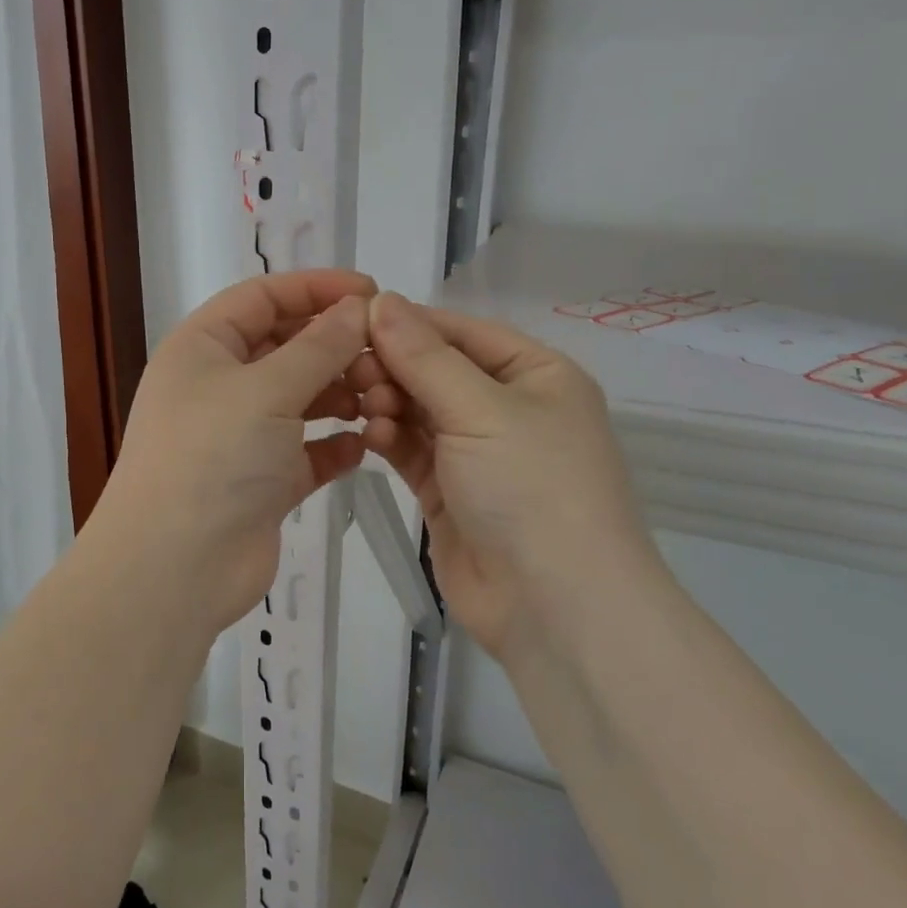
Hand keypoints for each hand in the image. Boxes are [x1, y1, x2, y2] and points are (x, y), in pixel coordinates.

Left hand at [88, 271, 395, 637]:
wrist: (173, 568)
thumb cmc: (212, 458)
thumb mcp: (266, 390)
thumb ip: (318, 347)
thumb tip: (357, 309)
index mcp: (202, 347)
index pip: (262, 297)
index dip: (315, 288)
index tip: (372, 292)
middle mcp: (218, 385)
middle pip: (285, 346)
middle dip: (334, 346)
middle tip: (385, 355)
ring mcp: (239, 435)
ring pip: (300, 399)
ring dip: (341, 395)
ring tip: (381, 401)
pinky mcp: (261, 481)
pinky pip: (306, 451)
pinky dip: (334, 446)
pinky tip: (364, 446)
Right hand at [361, 292, 663, 663]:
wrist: (554, 606)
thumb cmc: (532, 487)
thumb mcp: (480, 409)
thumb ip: (424, 356)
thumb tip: (380, 301)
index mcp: (537, 375)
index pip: (462, 332)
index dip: (410, 324)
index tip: (353, 320)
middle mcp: (509, 408)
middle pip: (437, 370)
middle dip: (394, 368)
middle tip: (352, 372)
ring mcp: (478, 453)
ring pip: (419, 410)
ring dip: (389, 403)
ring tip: (364, 408)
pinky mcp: (449, 492)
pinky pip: (412, 450)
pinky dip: (390, 439)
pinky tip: (370, 437)